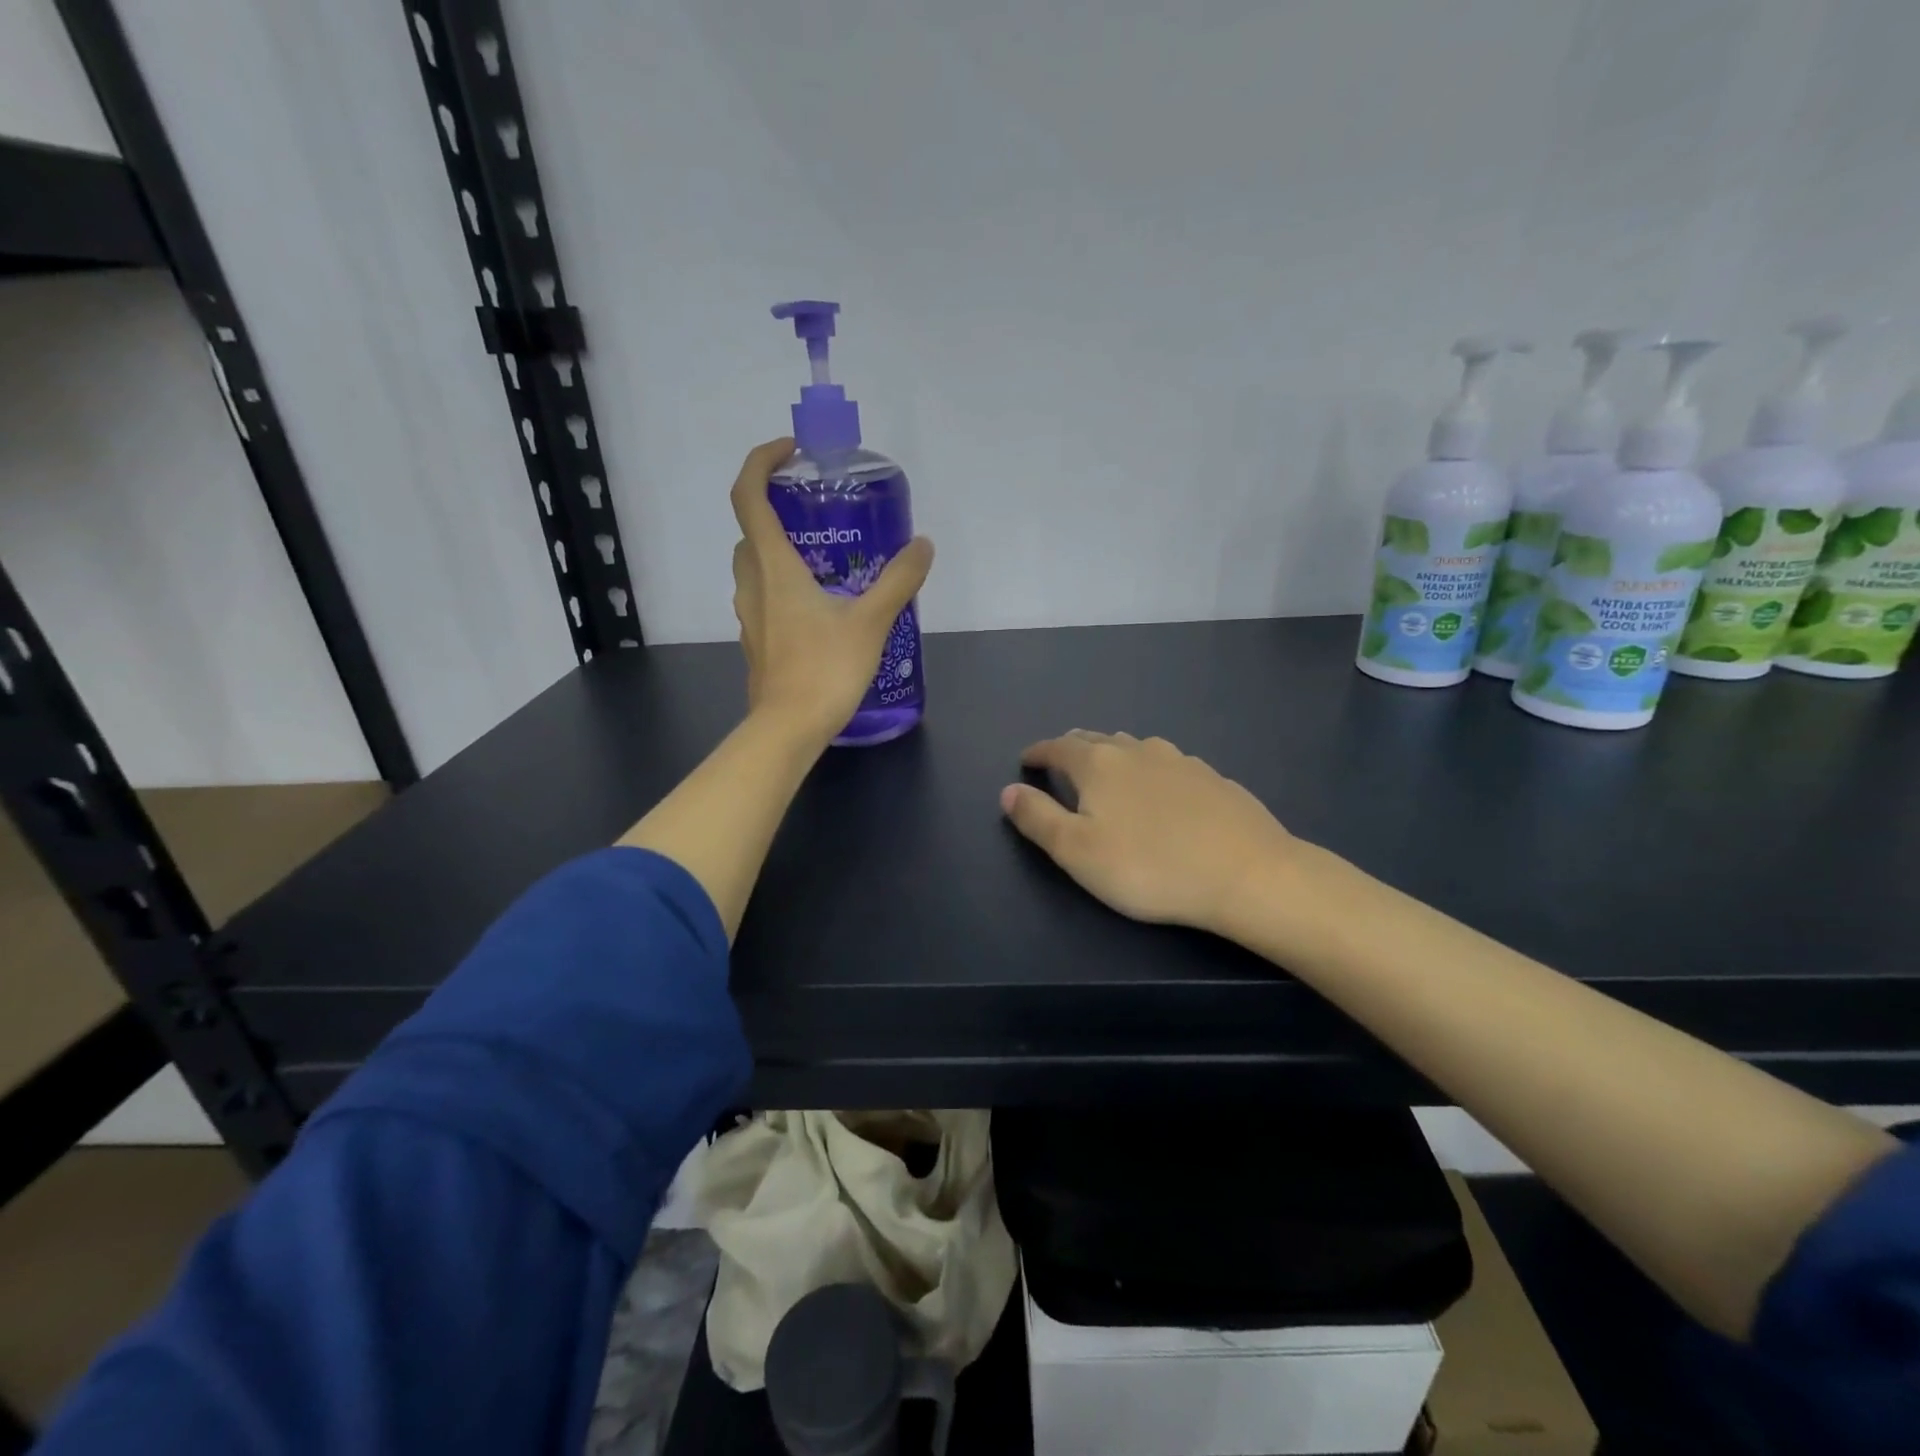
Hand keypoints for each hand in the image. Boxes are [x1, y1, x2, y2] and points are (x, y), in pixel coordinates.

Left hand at [730, 438, 934, 746]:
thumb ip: (899, 580)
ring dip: (779, 551)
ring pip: (754, 567)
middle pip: (750, 531)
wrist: (789, 729)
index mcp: (773, 566)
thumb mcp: (871, 621)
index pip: (749, 496)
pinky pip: (764, 598)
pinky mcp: (757, 642)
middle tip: (818, 515)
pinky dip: (783, 587)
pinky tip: (821, 609)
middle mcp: (753, 584)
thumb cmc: (825, 669)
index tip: (791, 453)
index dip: (762, 462)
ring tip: (825, 562)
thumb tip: (923, 546)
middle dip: (776, 511)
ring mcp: (750, 616)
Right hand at [999, 731, 1299, 934]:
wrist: (1247, 874)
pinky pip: (1167, 764)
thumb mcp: (1077, 852)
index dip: (1037, 753)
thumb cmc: (1149, 867)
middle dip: (1072, 748)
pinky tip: (1160, 789)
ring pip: (1134, 746)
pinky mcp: (1212, 778)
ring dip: (1113, 753)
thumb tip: (1008, 791)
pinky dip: (1149, 769)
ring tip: (1107, 770)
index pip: (1058, 747)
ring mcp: (1180, 760)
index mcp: (1098, 764)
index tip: (1025, 761)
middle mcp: (1137, 750)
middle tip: (1061, 761)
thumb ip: (1037, 818)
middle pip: (1096, 739)